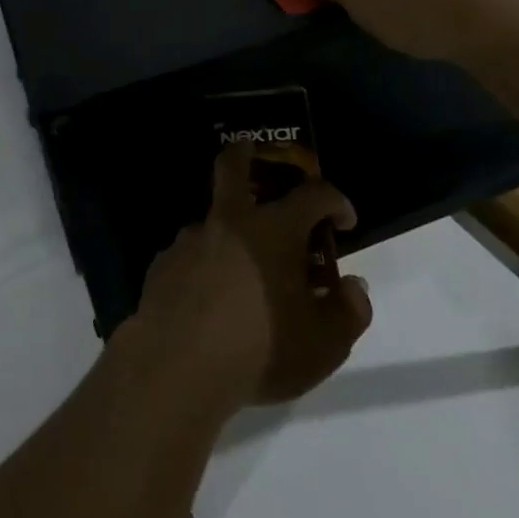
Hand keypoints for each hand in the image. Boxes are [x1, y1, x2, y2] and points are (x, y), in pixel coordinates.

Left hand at [127, 145, 371, 408]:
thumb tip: (353, 286)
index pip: (313, 194)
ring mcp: (191, 238)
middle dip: (249, 152)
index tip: (344, 219)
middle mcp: (230, 221)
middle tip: (258, 158)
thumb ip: (348, 312)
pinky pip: (192, 255)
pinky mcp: (164, 262)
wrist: (178, 365)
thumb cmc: (261, 348)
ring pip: (213, 219)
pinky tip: (209, 301)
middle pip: (234, 164)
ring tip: (243, 276)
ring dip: (230, 233)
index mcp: (274, 230)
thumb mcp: (324, 344)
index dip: (335, 199)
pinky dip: (205, 267)